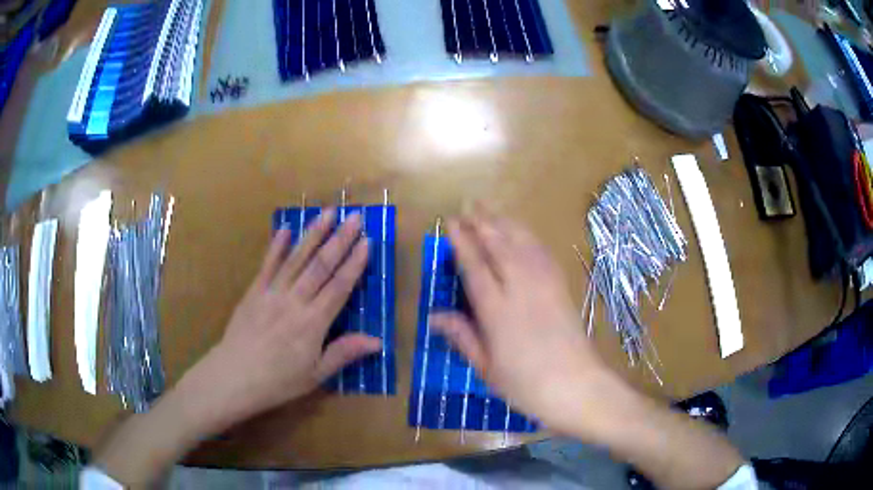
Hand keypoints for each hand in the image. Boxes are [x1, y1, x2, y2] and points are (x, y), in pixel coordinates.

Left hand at [186, 209, 380, 430]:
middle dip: (340, 240)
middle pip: (320, 266)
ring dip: (313, 234)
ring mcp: (272, 292)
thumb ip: (344, 353)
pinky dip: (277, 246)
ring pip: (296, 259)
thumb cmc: (278, 381)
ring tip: (328, 213)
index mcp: (313, 323)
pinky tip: (286, 229)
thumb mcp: (315, 375)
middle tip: (355, 217)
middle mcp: (294, 301)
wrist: (234, 377)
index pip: (339, 287)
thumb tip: (377, 341)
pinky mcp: (253, 291)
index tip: (367, 241)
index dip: (354, 264)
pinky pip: (267, 265)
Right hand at [430, 206, 623, 436]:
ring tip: (490, 208)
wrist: (577, 387)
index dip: (462, 242)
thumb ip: (462, 337)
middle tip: (468, 204)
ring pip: (522, 245)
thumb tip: (434, 316)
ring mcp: (545, 286)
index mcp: (498, 312)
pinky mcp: (561, 288)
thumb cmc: (526, 385)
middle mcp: (521, 291)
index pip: (475, 268)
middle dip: (482, 223)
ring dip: (505, 223)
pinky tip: (522, 231)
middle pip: (499, 247)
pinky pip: (543, 254)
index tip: (451, 223)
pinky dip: (529, 238)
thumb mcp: (487, 368)